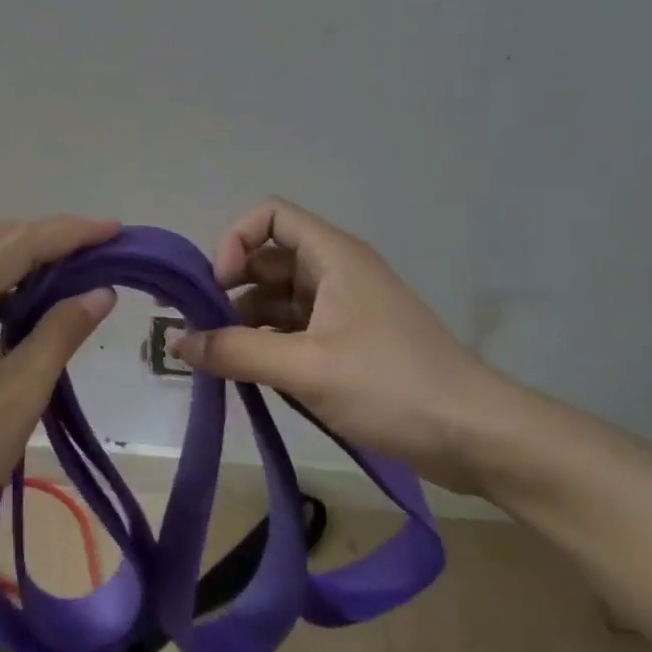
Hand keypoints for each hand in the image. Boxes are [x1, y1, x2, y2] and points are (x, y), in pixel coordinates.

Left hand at [0, 215, 119, 544]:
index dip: (73, 233)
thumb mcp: (16, 397)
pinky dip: (2, 287)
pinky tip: (30, 303)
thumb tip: (100, 292)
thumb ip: (60, 334)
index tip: (117, 230)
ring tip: (78, 273)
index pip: (20, 243)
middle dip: (53, 241)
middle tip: (104, 252)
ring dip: (28, 262)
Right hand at [171, 197, 509, 495]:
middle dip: (228, 287)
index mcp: (333, 257)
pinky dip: (267, 343)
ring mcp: (344, 309)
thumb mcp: (306, 368)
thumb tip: (177, 342)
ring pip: (279, 298)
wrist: (475, 435)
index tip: (217, 288)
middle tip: (195, 328)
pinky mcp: (349, 344)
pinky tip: (248, 374)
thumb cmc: (391, 386)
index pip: (270, 216)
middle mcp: (336, 272)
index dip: (234, 241)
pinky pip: (295, 330)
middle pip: (267, 259)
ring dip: (244, 321)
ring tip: (216, 359)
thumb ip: (236, 352)